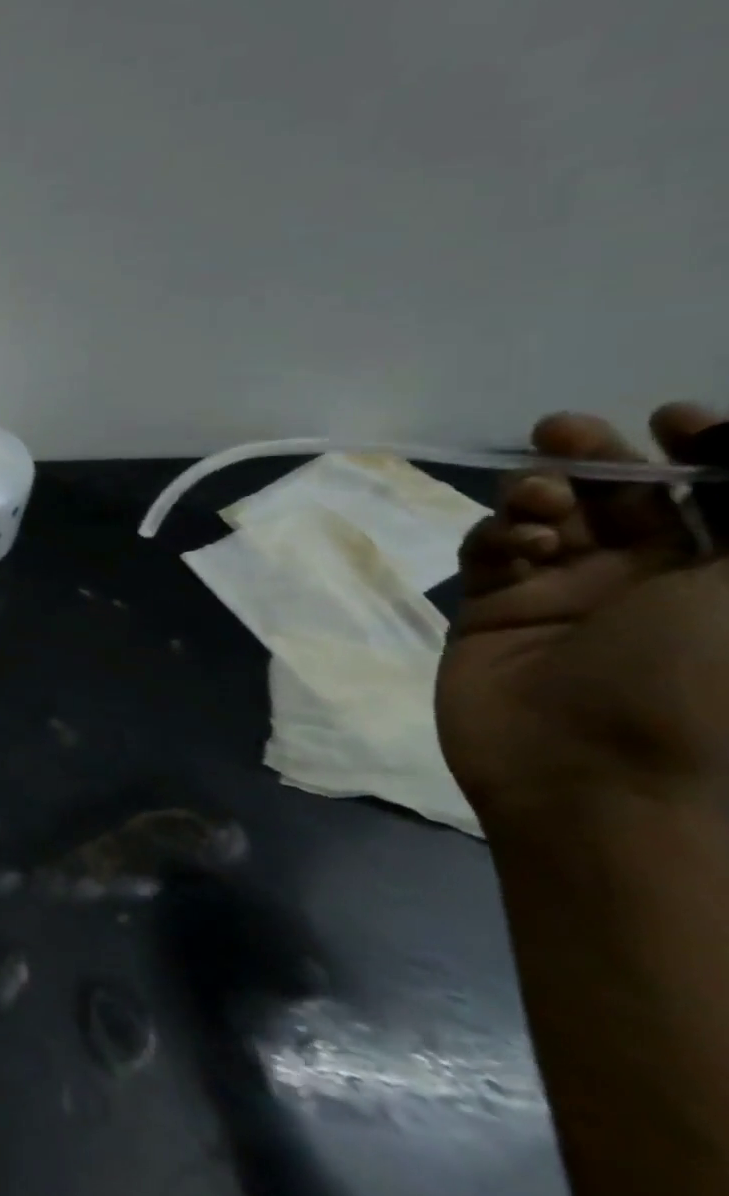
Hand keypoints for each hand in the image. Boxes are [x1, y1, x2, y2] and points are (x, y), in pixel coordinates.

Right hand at [436, 404, 728, 827]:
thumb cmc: (706, 684)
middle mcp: (654, 582)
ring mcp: (566, 596)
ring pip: (547, 517)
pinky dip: (498, 535)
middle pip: (625, 496)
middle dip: (598, 456)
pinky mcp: (494, 609)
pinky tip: (513, 546)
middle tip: (566, 433)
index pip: (719, 494)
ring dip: (540, 492)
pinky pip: (490, 552)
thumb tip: (727, 438)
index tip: (673, 418)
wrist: (596, 777)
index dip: (704, 447)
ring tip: (535, 499)